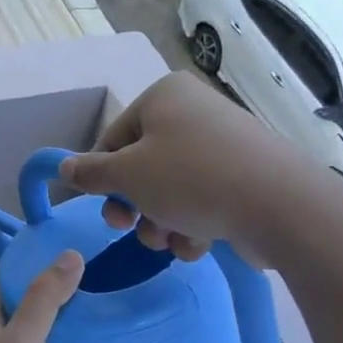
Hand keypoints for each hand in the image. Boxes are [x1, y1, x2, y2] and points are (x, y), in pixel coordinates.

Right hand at [57, 72, 328, 268]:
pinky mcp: (246, 175)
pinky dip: (193, 223)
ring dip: (160, 221)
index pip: (114, 137)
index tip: (102, 207)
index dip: (102, 176)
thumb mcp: (127, 176)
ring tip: (169, 242)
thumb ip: (90, 173)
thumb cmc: (190, 179)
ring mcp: (224, 143)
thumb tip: (63, 168)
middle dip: (134, 205)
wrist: (279, 206)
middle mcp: (194, 111)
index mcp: (164, 96)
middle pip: (142, 165)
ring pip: (171, 187)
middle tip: (129, 228)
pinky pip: (203, 197)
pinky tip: (197, 245)